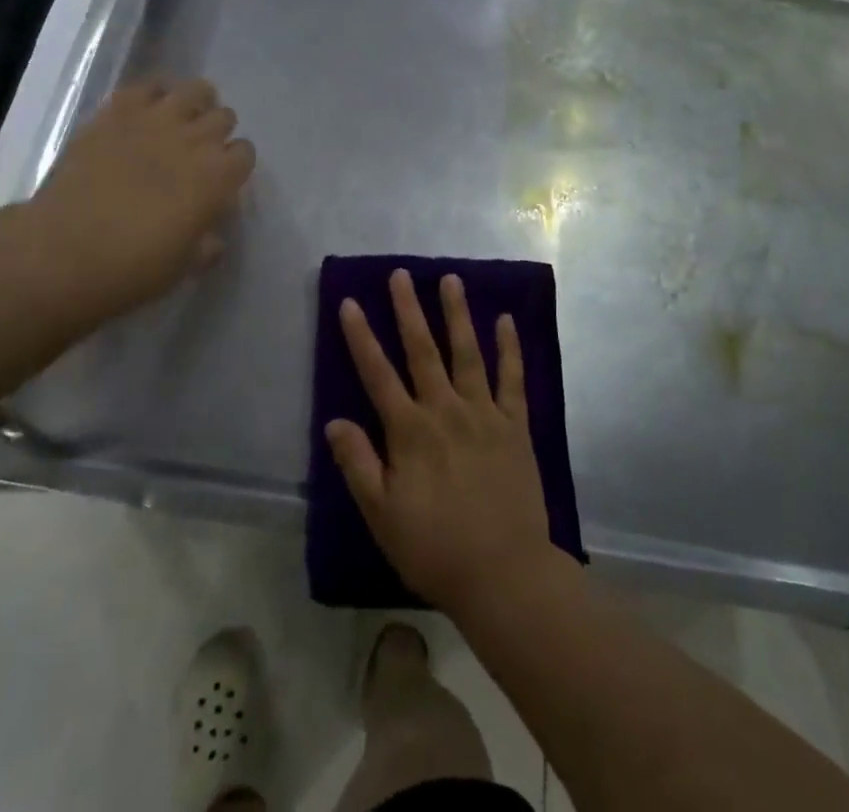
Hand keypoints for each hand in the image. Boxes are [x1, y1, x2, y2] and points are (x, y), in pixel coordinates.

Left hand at [5, 79, 253, 322]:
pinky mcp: (117, 111)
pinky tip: (144, 112)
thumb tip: (211, 236)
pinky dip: (153, 94)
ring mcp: (156, 119)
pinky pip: (147, 85)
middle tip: (196, 153)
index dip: (234, 166)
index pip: (245, 153)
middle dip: (216, 133)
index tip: (220, 180)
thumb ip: (205, 245)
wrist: (64, 251)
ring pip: (195, 90)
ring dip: (195, 104)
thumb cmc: (132, 268)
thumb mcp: (182, 266)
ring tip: (179, 121)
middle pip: (224, 117)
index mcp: (218, 177)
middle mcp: (195, 139)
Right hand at [326, 269, 562, 617]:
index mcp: (409, 431)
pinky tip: (506, 320)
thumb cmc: (434, 548)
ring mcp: (484, 414)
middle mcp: (445, 410)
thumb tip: (334, 420)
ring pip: (467, 352)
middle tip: (400, 274)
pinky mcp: (515, 426)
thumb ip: (357, 464)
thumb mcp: (381, 515)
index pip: (377, 374)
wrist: (504, 574)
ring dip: (457, 314)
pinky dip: (509, 348)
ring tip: (451, 279)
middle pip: (422, 350)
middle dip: (408, 309)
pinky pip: (512, 379)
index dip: (361, 337)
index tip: (350, 302)